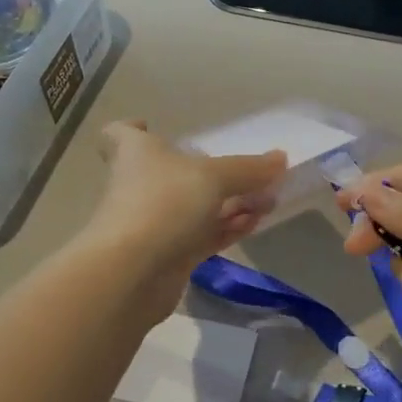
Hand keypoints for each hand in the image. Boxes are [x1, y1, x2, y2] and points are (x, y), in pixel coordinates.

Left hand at [84, 121, 286, 322]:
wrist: (131, 274)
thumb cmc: (164, 204)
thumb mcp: (213, 177)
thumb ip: (249, 169)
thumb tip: (280, 158)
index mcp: (137, 153)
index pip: (120, 134)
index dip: (133, 128)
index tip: (149, 126)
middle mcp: (141, 185)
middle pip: (172, 172)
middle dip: (211, 172)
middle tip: (250, 172)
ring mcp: (155, 223)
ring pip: (195, 207)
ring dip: (230, 203)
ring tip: (268, 200)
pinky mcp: (169, 255)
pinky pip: (204, 236)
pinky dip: (228, 229)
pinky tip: (256, 223)